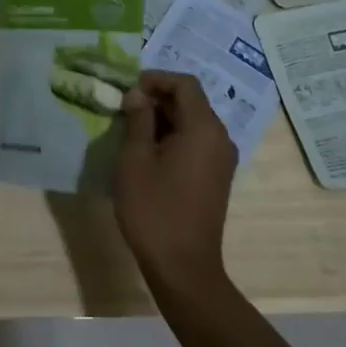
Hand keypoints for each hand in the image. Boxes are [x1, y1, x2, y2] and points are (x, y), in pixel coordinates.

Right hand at [115, 71, 237, 294]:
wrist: (183, 267)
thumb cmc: (154, 209)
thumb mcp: (135, 159)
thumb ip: (138, 120)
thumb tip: (138, 95)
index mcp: (203, 128)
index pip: (185, 84)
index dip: (155, 79)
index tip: (128, 90)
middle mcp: (220, 138)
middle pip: (191, 101)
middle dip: (157, 98)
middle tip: (123, 109)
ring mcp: (222, 159)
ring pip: (192, 122)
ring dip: (163, 118)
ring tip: (131, 130)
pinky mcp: (217, 176)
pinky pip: (196, 142)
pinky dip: (173, 136)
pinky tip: (148, 153)